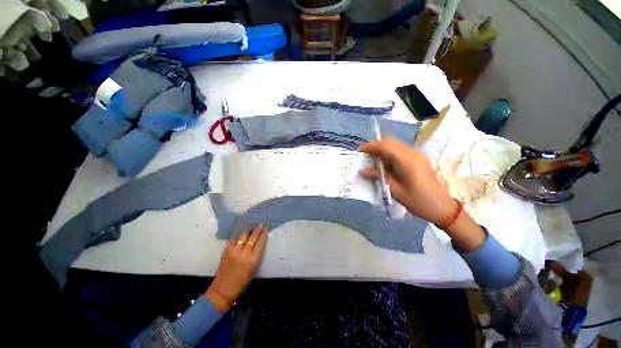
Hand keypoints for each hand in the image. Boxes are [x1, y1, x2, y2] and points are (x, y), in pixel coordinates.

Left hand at [205, 224, 267, 312]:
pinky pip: (234, 239)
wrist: (223, 290)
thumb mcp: (254, 269)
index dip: (263, 233)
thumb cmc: (242, 282)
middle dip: (257, 229)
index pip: (260, 243)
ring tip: (251, 224)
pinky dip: (238, 234)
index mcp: (253, 260)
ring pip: (243, 236)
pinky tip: (241, 230)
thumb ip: (256, 255)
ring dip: (248, 230)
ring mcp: (234, 251)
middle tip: (260, 223)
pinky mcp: (226, 251)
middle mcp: (245, 254)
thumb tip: (258, 243)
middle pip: (253, 238)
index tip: (266, 227)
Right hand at [359, 137, 485, 250]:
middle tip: (366, 157)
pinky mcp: (418, 158)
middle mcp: (413, 154)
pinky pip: (400, 150)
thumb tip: (363, 170)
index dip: (371, 146)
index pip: (386, 146)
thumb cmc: (419, 202)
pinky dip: (389, 153)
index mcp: (407, 162)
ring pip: (395, 144)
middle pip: (390, 141)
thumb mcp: (395, 191)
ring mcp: (417, 154)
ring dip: (382, 149)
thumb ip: (379, 177)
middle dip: (375, 146)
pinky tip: (385, 165)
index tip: (360, 152)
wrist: (443, 208)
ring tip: (373, 162)